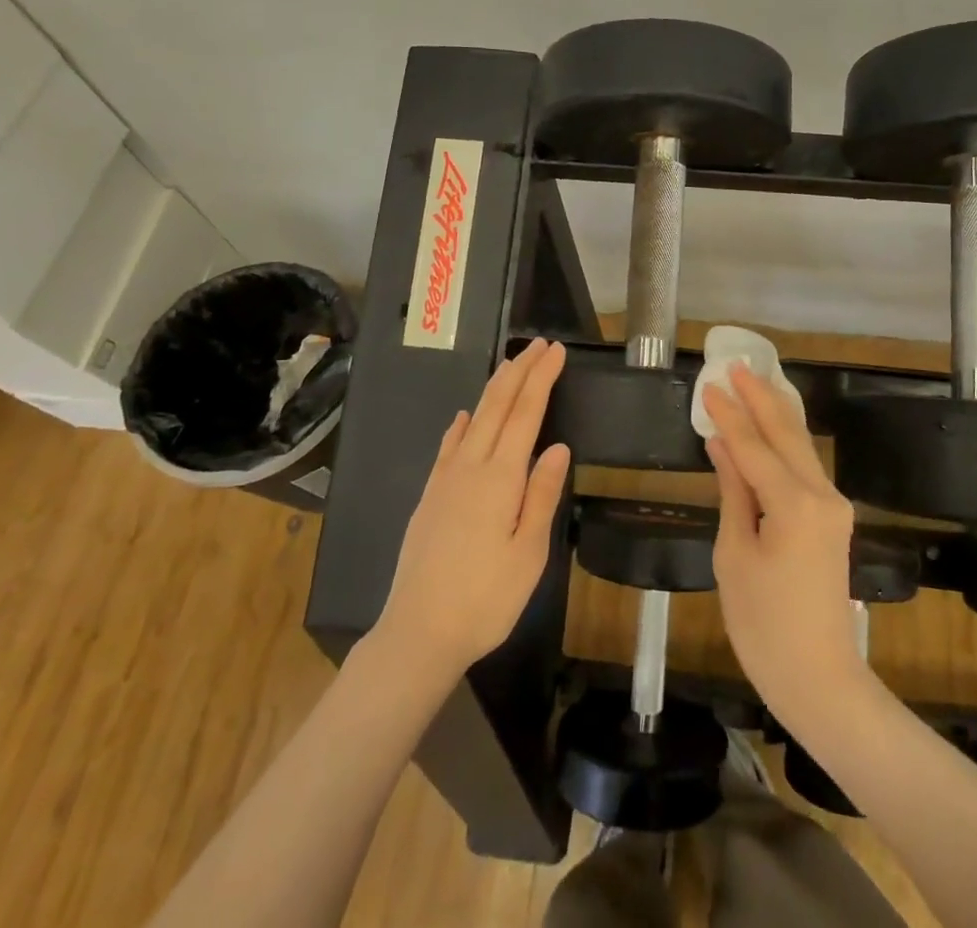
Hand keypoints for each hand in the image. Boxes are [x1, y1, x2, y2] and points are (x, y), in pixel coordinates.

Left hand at [371, 340, 571, 681]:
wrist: (418, 632)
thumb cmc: (485, 598)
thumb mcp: (528, 553)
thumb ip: (542, 494)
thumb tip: (558, 445)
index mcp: (500, 478)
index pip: (526, 414)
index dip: (542, 379)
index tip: (556, 352)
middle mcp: (470, 468)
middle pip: (498, 406)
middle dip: (520, 372)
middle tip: (540, 345)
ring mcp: (445, 480)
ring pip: (473, 420)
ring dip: (494, 389)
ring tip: (511, 366)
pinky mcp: (430, 496)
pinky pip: (448, 446)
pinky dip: (461, 424)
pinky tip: (463, 417)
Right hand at [703, 366, 870, 729]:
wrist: (819, 679)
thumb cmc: (764, 625)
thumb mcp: (735, 555)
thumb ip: (733, 492)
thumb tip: (723, 445)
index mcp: (794, 504)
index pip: (753, 446)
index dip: (729, 414)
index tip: (709, 384)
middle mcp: (821, 495)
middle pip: (787, 434)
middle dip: (761, 398)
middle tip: (736, 365)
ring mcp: (833, 507)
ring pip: (801, 447)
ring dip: (776, 414)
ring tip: (753, 383)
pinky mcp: (834, 520)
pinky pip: (806, 468)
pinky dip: (785, 442)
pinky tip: (771, 428)